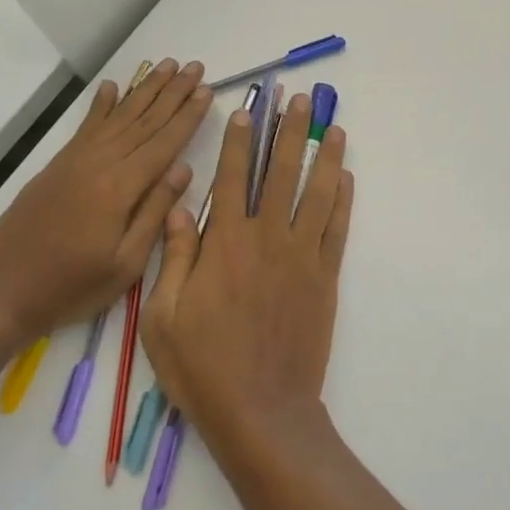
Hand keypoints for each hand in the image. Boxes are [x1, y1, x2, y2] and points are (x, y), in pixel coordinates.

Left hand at [0, 60, 210, 344]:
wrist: (0, 293)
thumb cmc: (71, 286)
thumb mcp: (126, 263)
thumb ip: (155, 212)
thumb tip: (183, 168)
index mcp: (120, 188)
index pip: (164, 142)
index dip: (188, 115)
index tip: (207, 90)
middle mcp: (99, 164)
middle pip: (144, 120)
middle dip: (172, 92)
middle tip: (195, 66)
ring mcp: (75, 161)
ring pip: (118, 116)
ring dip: (144, 90)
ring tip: (166, 65)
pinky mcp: (57, 166)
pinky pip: (86, 127)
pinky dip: (101, 105)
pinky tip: (112, 87)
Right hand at [142, 92, 352, 454]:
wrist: (261, 410)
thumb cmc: (203, 367)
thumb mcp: (163, 316)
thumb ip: (176, 256)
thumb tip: (180, 208)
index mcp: (225, 244)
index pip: (231, 178)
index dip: (238, 140)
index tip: (246, 110)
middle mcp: (267, 238)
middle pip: (281, 173)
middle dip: (290, 132)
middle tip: (301, 100)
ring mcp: (302, 256)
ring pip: (317, 193)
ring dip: (326, 156)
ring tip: (335, 127)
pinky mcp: (325, 277)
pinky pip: (337, 228)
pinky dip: (343, 200)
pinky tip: (346, 177)